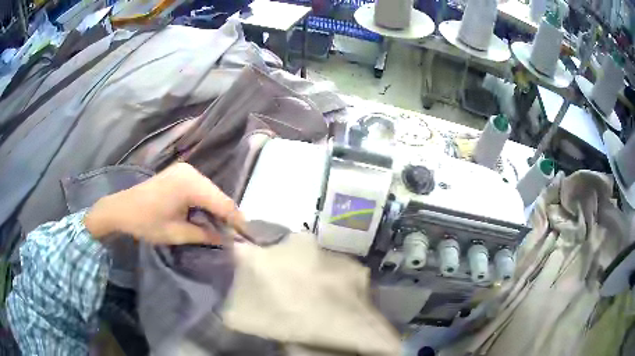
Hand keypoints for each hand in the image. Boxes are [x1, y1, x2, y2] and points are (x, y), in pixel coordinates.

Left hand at [84, 163, 243, 244]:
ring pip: (210, 191)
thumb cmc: (146, 222)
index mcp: (190, 184)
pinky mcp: (180, 174)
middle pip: (218, 195)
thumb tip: (227, 239)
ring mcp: (185, 170)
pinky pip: (200, 188)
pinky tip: (206, 216)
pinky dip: (206, 203)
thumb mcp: (176, 233)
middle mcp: (191, 172)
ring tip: (222, 228)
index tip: (248, 235)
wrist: (121, 208)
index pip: (222, 202)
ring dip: (216, 209)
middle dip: (227, 215)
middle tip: (234, 235)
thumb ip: (204, 235)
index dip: (236, 220)